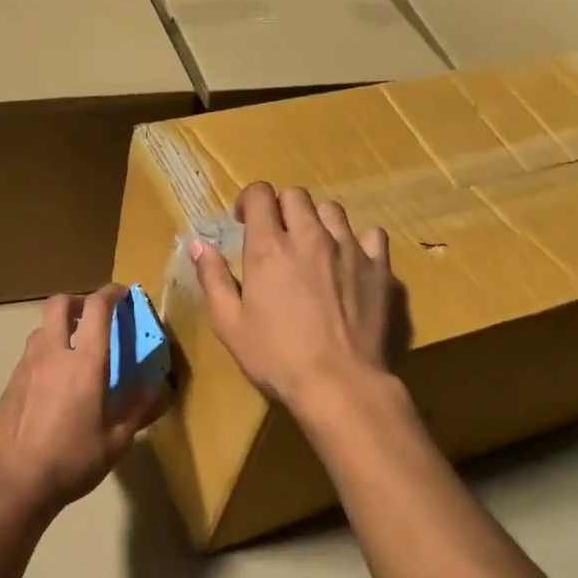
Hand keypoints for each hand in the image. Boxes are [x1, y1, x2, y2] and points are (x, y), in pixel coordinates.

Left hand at [0, 286, 163, 520]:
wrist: (17, 481)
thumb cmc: (73, 460)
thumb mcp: (116, 441)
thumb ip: (137, 409)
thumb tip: (154, 389)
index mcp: (84, 363)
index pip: (97, 309)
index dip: (111, 293)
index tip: (123, 293)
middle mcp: (53, 354)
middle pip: (59, 304)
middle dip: (79, 301)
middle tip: (93, 316)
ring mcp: (26, 366)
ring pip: (41, 328)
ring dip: (60, 327)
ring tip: (75, 349)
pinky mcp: (11, 383)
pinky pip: (30, 354)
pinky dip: (46, 352)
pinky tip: (54, 381)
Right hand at [191, 182, 394, 415]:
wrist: (339, 383)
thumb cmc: (275, 357)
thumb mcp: (229, 323)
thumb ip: (213, 279)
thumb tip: (198, 245)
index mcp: (268, 247)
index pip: (260, 194)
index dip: (249, 201)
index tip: (244, 222)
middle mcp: (309, 236)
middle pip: (297, 195)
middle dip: (282, 208)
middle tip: (276, 238)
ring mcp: (349, 248)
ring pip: (333, 210)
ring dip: (317, 222)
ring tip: (313, 249)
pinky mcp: (379, 267)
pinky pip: (371, 235)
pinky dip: (358, 241)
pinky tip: (350, 262)